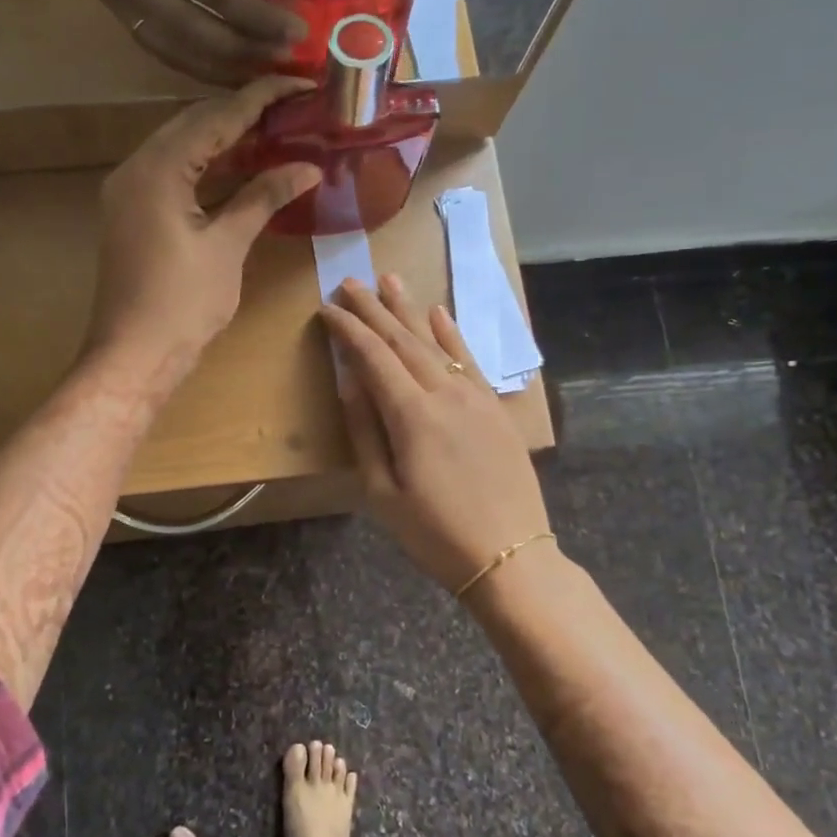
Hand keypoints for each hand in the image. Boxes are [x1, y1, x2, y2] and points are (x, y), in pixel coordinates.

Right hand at [54, 0, 305, 83]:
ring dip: (221, 70)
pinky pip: (159, 49)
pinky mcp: (112, 10)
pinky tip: (226, 70)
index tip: (295, 33)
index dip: (257, 17)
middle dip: (244, 51)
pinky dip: (195, 64)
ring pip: (173, 52)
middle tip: (284, 60)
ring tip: (261, 74)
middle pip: (192, 31)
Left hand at [85, 76, 320, 369]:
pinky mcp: (134, 213)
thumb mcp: (227, 246)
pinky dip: (208, 167)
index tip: (301, 82)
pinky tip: (241, 166)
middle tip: (291, 105)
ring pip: (182, 148)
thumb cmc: (182, 303)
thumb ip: (263, 197)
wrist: (134, 355)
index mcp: (156, 169)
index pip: (215, 117)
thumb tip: (308, 167)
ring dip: (225, 138)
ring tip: (274, 129)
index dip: (261, 98)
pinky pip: (174, 174)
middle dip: (243, 112)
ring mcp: (129, 191)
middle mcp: (135, 168)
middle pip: (194, 124)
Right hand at [321, 274, 548, 591]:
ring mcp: (476, 397)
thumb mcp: (382, 493)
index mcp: (412, 415)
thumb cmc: (435, 534)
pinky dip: (452, 334)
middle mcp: (446, 394)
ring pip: (437, 342)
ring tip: (390, 280)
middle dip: (374, 310)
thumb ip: (364, 432)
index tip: (326, 309)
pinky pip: (471, 360)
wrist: (510, 555)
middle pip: (403, 340)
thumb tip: (349, 383)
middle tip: (350, 281)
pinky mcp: (496, 408)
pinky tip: (439, 314)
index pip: (373, 357)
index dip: (348, 330)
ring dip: (410, 310)